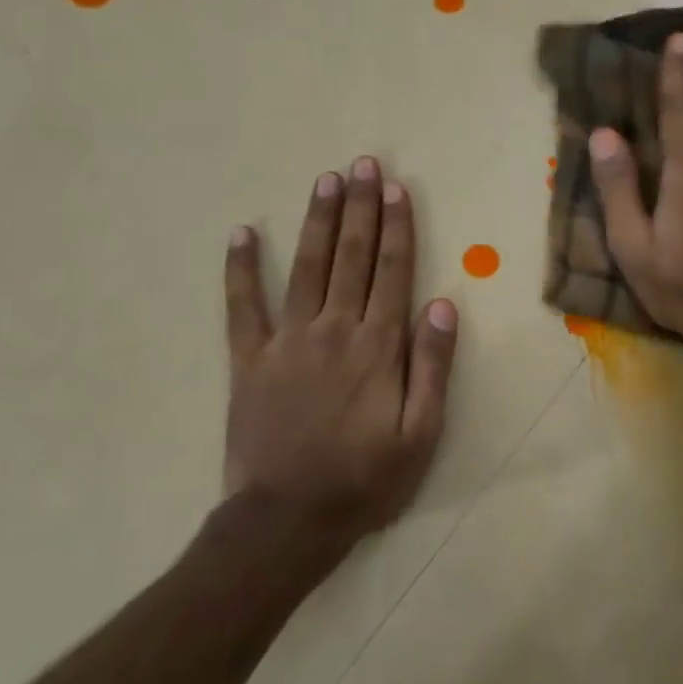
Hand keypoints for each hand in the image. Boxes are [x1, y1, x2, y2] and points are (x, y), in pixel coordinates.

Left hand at [221, 157, 457, 542]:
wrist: (288, 520)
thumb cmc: (366, 479)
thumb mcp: (422, 433)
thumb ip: (432, 365)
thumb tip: (442, 303)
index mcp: (378, 347)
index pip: (393, 272)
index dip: (397, 227)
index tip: (397, 188)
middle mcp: (334, 330)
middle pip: (352, 257)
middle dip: (360, 208)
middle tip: (362, 164)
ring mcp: (286, 341)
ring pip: (307, 267)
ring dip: (318, 221)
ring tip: (326, 180)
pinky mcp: (249, 360)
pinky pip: (242, 307)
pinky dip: (241, 270)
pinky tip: (242, 234)